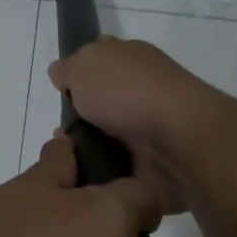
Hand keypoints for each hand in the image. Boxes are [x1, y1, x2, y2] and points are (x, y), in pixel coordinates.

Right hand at [49, 37, 218, 215]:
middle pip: (103, 101)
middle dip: (80, 116)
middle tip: (60, 133)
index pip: (102, 59)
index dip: (80, 72)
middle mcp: (143, 90)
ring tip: (67, 159)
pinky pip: (119, 167)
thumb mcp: (84, 66)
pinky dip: (102, 172)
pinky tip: (84, 177)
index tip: (62, 91)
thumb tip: (61, 74)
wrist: (176, 141)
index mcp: (132, 59)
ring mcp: (150, 127)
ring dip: (89, 147)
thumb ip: (69, 69)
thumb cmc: (128, 92)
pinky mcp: (154, 162)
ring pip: (109, 136)